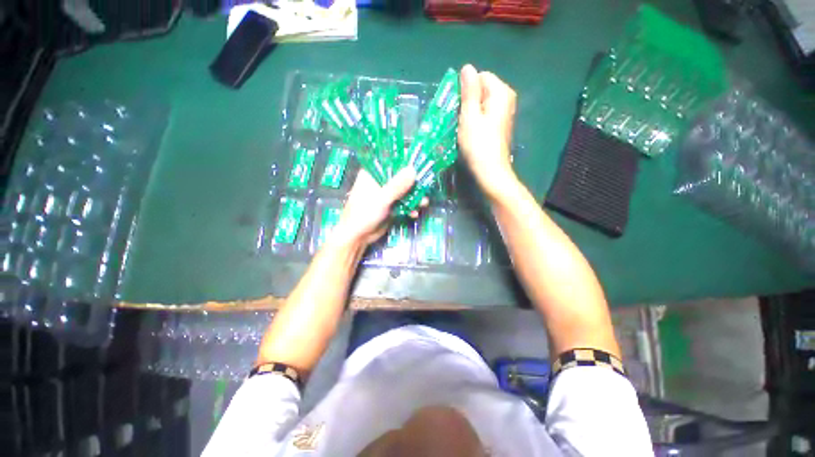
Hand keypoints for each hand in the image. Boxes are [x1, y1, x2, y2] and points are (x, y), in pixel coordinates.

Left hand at [330, 167, 419, 248]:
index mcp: (373, 173)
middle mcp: (380, 181)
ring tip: (423, 203)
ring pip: (404, 191)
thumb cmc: (364, 213)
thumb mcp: (382, 198)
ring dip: (415, 197)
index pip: (391, 161)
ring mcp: (386, 194)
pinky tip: (414, 213)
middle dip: (414, 183)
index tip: (420, 164)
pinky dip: (410, 207)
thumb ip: (397, 185)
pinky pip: (404, 203)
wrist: (358, 236)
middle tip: (426, 187)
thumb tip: (413, 170)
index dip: (406, 163)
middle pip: (401, 177)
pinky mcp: (391, 206)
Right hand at [458, 64, 518, 199]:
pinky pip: (485, 115)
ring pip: (482, 104)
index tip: (458, 107)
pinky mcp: (500, 126)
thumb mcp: (470, 115)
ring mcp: (505, 114)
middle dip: (468, 101)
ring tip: (463, 127)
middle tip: (460, 119)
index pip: (480, 77)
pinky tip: (470, 133)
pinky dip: (476, 121)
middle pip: (482, 90)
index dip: (466, 90)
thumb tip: (467, 67)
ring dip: (470, 113)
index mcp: (501, 92)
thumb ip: (469, 90)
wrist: (490, 171)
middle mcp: (507, 99)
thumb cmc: (478, 144)